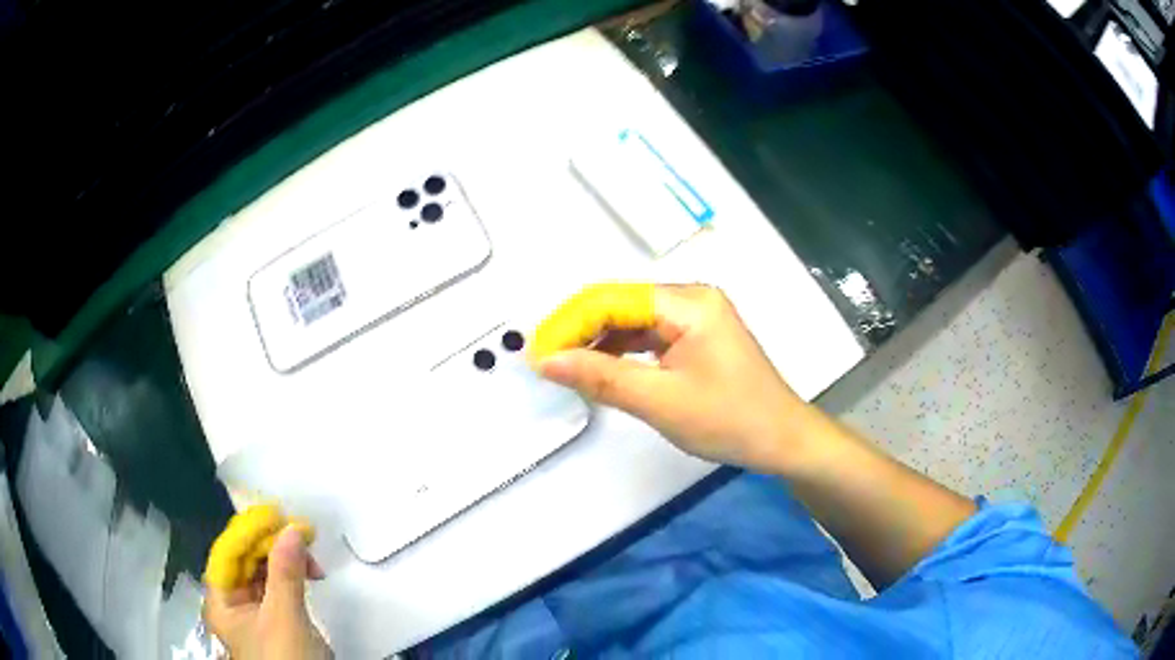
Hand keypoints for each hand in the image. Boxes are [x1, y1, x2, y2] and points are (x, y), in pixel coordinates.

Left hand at [204, 526, 331, 659]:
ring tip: (312, 558)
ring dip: (286, 558)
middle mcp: (233, 600)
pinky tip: (310, 570)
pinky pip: (279, 583)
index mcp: (222, 600)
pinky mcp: (276, 615)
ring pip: (264, 569)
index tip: (276, 513)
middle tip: (301, 534)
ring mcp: (255, 608)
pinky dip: (294, 573)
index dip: (248, 530)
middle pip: (245, 559)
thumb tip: (292, 528)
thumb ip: (285, 573)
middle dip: (272, 544)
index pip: (227, 553)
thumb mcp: (285, 618)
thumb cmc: (287, 658)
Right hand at [537, 284, 815, 472]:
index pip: (612, 299)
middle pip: (620, 304)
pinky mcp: (695, 338)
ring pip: (631, 320)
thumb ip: (601, 377)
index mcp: (688, 302)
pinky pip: (646, 336)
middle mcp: (690, 298)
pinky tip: (600, 370)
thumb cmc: (730, 420)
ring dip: (597, 343)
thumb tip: (546, 361)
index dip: (569, 323)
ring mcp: (694, 317)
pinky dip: (620, 353)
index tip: (538, 354)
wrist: (783, 440)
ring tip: (565, 369)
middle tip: (545, 363)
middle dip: (579, 331)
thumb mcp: (661, 401)